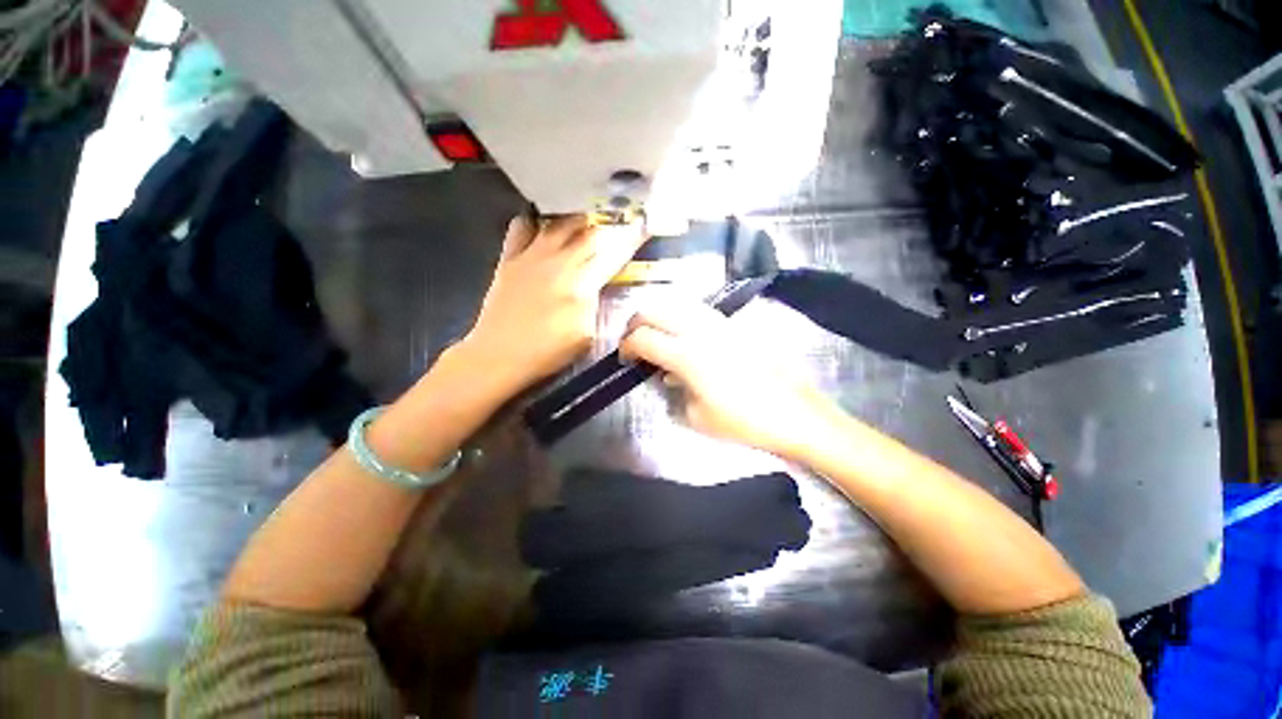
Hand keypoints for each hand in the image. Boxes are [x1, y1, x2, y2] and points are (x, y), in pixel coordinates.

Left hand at [462, 213, 646, 395]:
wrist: (498, 356)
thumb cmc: (547, 353)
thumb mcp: (586, 336)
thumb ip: (598, 305)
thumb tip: (602, 284)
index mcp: (581, 286)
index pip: (612, 255)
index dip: (630, 239)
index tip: (642, 226)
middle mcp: (558, 264)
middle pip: (589, 234)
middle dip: (609, 226)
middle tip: (619, 224)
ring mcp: (531, 257)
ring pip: (559, 224)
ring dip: (578, 220)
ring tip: (588, 221)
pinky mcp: (509, 259)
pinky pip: (521, 227)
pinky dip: (535, 222)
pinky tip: (542, 228)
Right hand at [619, 301, 836, 457]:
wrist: (794, 413)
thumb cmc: (743, 421)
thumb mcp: (696, 415)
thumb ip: (673, 388)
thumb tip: (667, 372)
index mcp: (687, 355)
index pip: (643, 337)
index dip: (626, 346)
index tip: (624, 358)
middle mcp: (700, 329)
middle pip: (654, 310)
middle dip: (636, 324)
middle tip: (634, 344)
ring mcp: (719, 322)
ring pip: (676, 304)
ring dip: (658, 318)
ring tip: (657, 339)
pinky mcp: (734, 324)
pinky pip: (697, 311)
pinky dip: (680, 319)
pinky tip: (685, 339)